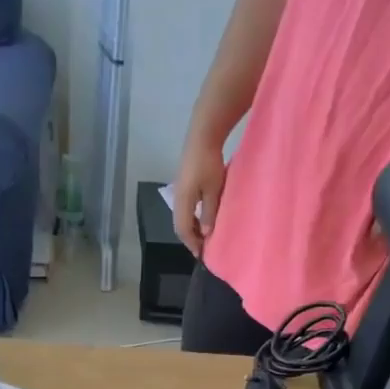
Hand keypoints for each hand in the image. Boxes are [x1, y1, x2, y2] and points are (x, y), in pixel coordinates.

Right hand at [172, 135, 226, 255]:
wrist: (202, 134)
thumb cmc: (209, 162)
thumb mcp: (213, 190)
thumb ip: (208, 213)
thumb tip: (205, 233)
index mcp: (182, 201)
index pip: (183, 230)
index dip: (192, 243)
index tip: (202, 254)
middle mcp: (177, 197)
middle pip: (179, 224)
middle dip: (190, 238)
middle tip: (202, 247)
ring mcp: (178, 189)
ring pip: (181, 216)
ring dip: (190, 227)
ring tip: (203, 235)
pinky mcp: (183, 183)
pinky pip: (184, 207)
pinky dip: (191, 217)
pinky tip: (200, 218)